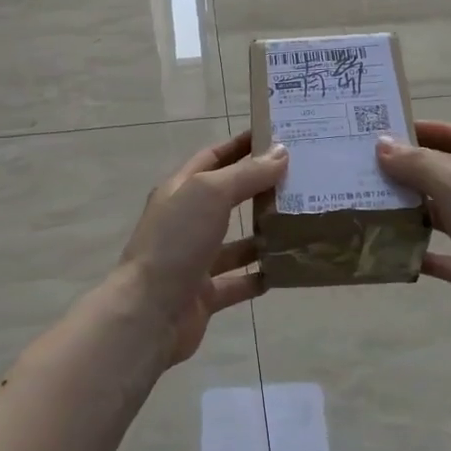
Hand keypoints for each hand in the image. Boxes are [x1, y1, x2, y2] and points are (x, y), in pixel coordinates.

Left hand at [115, 131, 288, 366]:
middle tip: (301, 179)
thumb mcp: (210, 195)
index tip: (278, 136)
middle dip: (259, 188)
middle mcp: (186, 221)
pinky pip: (238, 282)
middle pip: (227, 198)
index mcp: (180, 190)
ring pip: (235, 242)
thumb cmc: (177, 242)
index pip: (213, 158)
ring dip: (263, 234)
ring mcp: (194, 259)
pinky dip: (259, 276)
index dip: (241, 146)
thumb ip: (246, 174)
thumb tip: (282, 152)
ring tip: (300, 223)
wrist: (149, 313)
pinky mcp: (205, 293)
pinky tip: (286, 270)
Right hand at [377, 121, 450, 360]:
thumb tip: (383, 145)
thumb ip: (419, 165)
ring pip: (444, 215)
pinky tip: (388, 249)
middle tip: (374, 168)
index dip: (436, 131)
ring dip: (413, 210)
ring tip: (373, 204)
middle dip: (416, 170)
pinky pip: (441, 256)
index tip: (397, 132)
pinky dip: (417, 252)